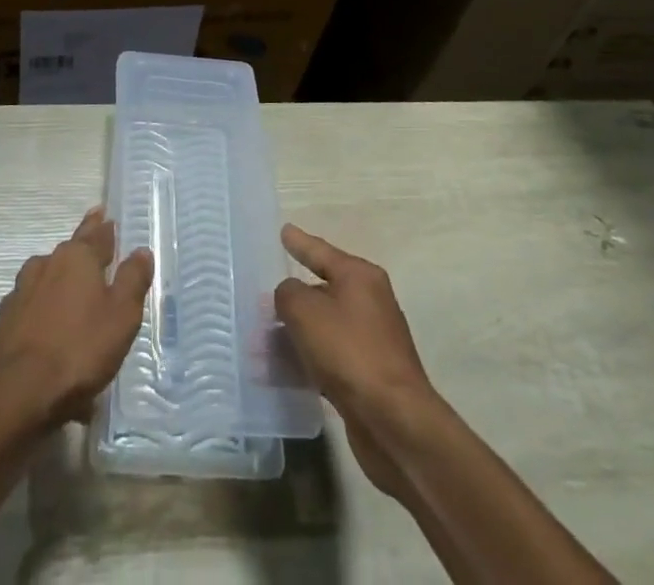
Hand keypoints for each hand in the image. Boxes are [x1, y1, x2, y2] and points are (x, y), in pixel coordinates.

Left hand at [0, 207, 153, 430]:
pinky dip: (41, 316)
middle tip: (93, 249)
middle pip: (69, 252)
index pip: (96, 234)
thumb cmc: (79, 349)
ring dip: (59, 283)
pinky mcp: (3, 322)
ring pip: (45, 279)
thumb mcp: (121, 316)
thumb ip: (132, 280)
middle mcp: (46, 265)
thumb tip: (140, 251)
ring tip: (70, 296)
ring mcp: (20, 293)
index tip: (104, 214)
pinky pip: (30, 311)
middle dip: (82, 250)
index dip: (104, 227)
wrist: (17, 394)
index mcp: (76, 258)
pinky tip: (47, 335)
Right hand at [275, 223, 436, 497]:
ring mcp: (370, 340)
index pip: (321, 251)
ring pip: (322, 328)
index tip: (284, 231)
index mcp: (359, 276)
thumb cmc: (349, 351)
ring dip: (293, 334)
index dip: (300, 242)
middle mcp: (369, 302)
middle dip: (291, 298)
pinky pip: (327, 357)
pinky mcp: (366, 375)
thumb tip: (289, 296)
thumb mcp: (305, 311)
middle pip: (321, 290)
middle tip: (260, 298)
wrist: (394, 422)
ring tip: (259, 343)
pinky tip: (280, 372)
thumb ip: (288, 293)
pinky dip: (305, 360)